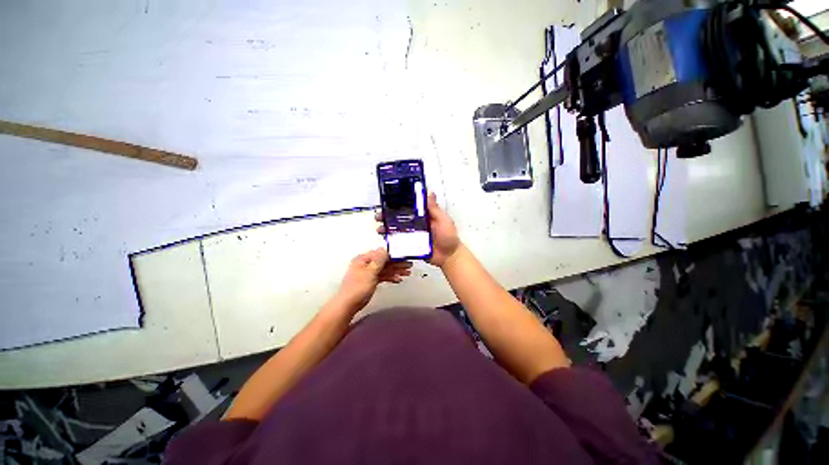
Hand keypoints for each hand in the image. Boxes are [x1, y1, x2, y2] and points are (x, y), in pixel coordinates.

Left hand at [335, 248, 411, 311]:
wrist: (348, 305)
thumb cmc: (357, 288)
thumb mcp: (370, 272)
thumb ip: (378, 260)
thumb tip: (384, 248)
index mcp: (363, 259)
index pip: (381, 254)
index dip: (393, 255)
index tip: (404, 256)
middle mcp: (366, 264)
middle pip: (384, 262)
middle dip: (397, 264)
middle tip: (409, 265)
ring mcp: (368, 273)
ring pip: (385, 269)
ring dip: (395, 270)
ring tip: (407, 272)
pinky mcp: (370, 281)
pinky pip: (382, 276)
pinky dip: (390, 277)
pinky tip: (398, 279)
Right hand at [376, 192, 460, 267]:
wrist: (449, 256)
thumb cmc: (448, 237)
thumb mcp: (443, 220)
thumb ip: (434, 209)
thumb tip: (429, 192)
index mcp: (423, 216)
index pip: (408, 207)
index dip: (398, 204)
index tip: (388, 201)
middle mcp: (416, 224)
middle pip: (399, 218)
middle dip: (387, 217)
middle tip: (379, 216)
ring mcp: (412, 235)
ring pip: (397, 230)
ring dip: (387, 228)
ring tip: (380, 229)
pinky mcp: (411, 245)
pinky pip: (399, 242)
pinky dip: (391, 241)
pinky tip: (385, 240)